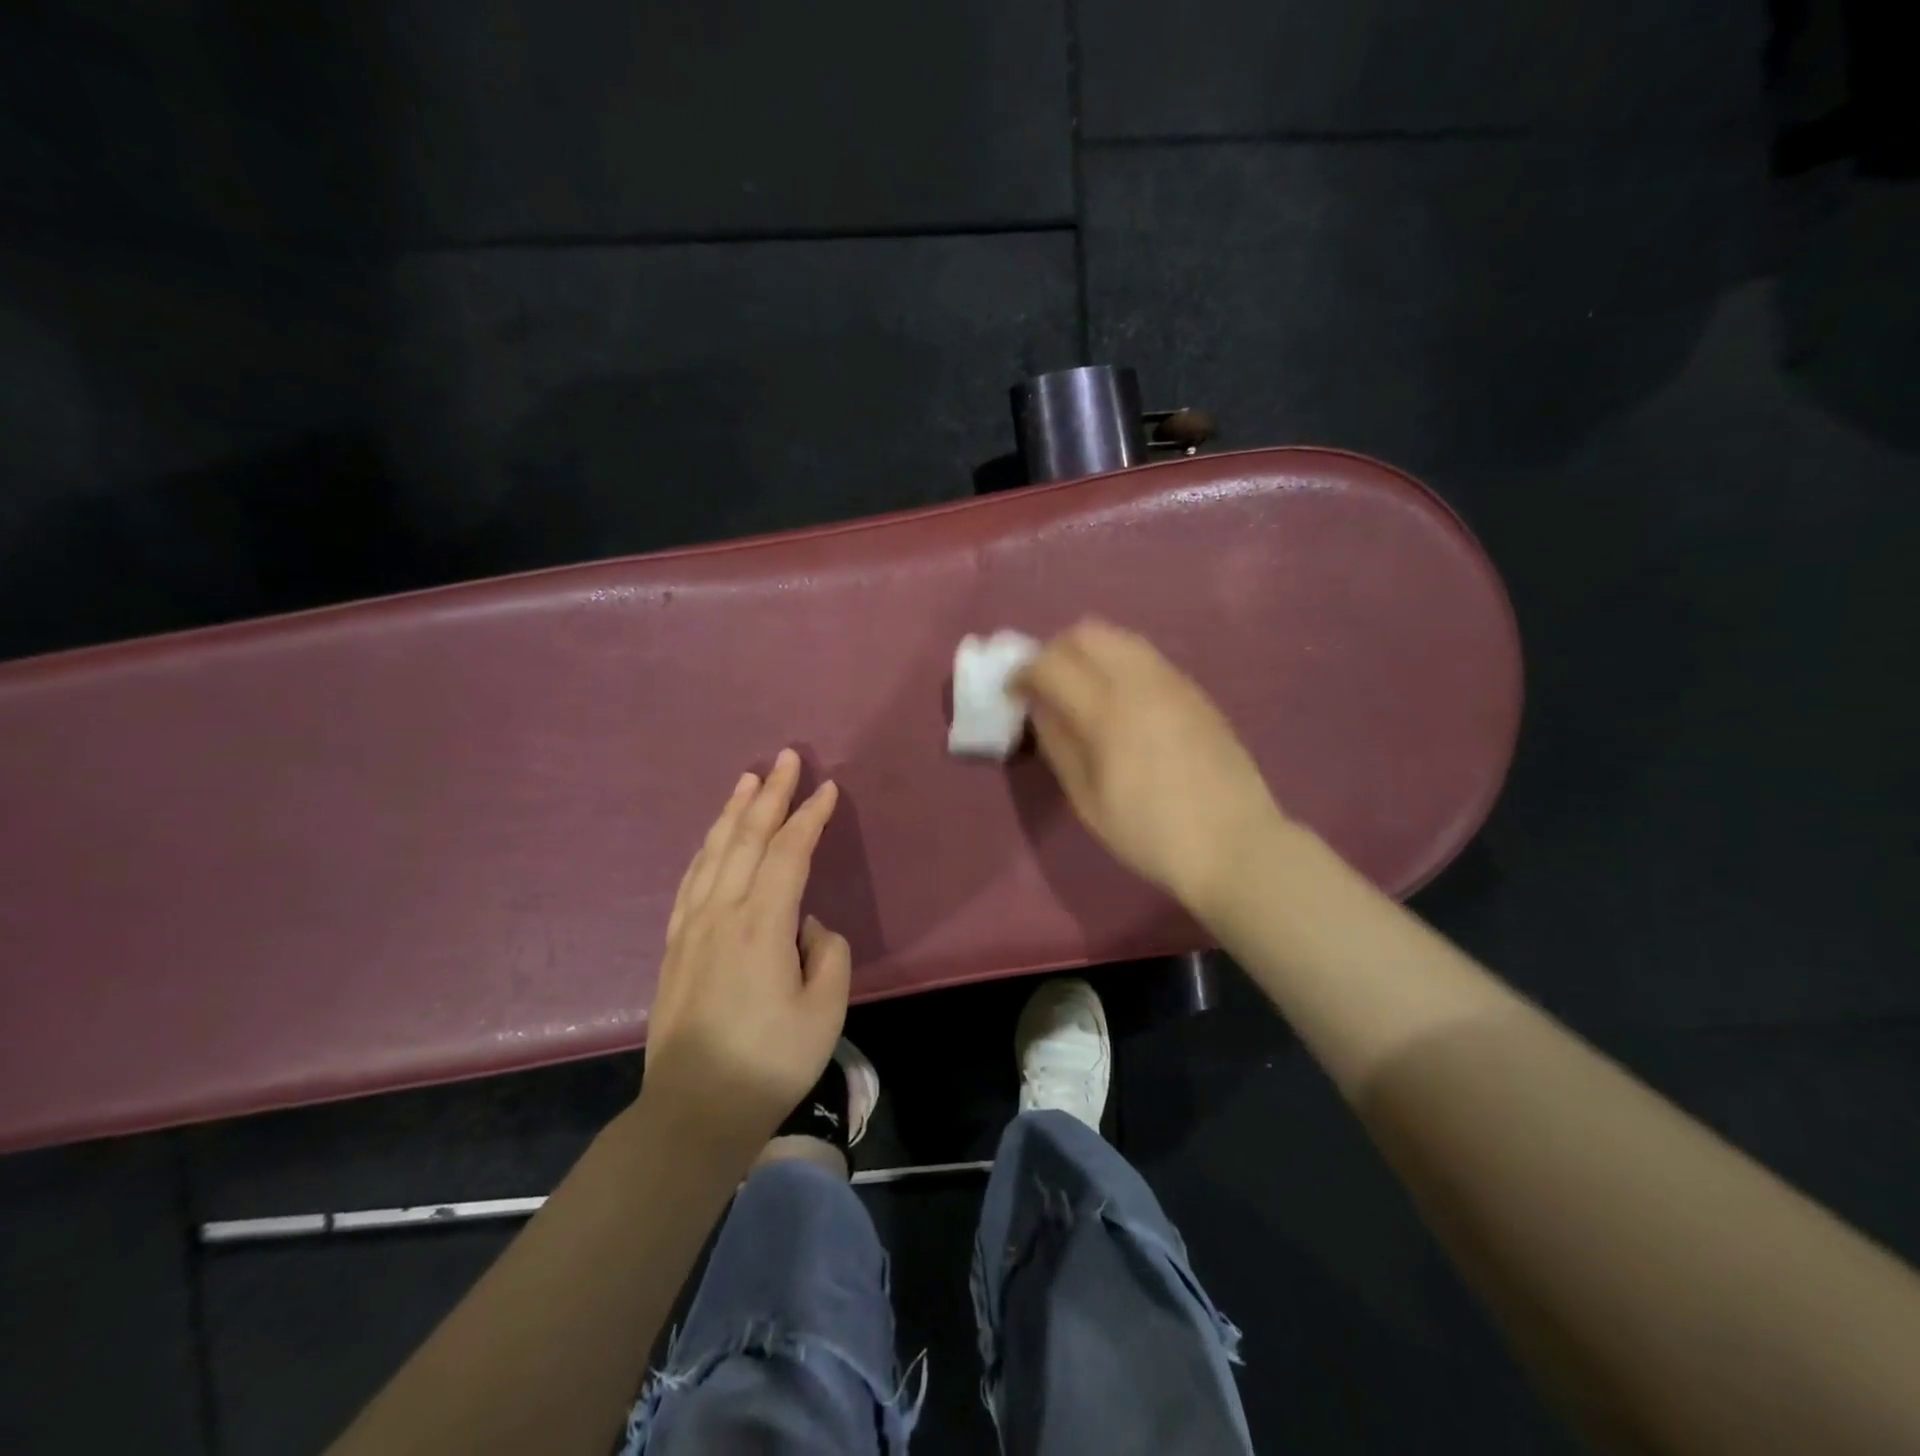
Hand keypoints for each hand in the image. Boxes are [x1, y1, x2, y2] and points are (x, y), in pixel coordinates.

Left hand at [642, 749, 851, 1144]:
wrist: (695, 1109)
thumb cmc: (771, 1060)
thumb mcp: (825, 1008)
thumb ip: (826, 953)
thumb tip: (806, 928)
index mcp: (762, 924)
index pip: (788, 852)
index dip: (809, 817)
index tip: (827, 788)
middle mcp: (722, 912)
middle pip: (746, 838)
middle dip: (770, 795)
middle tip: (786, 758)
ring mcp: (692, 927)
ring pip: (713, 852)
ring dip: (733, 812)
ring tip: (748, 780)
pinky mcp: (675, 945)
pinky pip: (691, 880)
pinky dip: (706, 849)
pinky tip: (713, 839)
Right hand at [1017, 619, 1286, 915]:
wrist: (1234, 843)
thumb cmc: (1150, 833)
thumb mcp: (1088, 800)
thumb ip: (1058, 745)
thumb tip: (1038, 708)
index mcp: (1108, 711)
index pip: (1051, 663)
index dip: (1023, 672)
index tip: (1013, 692)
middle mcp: (1140, 681)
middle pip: (1086, 632)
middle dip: (1055, 650)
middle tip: (1046, 685)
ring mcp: (1173, 681)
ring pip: (1120, 637)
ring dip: (1089, 652)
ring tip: (1081, 690)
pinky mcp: (1194, 691)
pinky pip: (1146, 656)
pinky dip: (1119, 663)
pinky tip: (1120, 702)